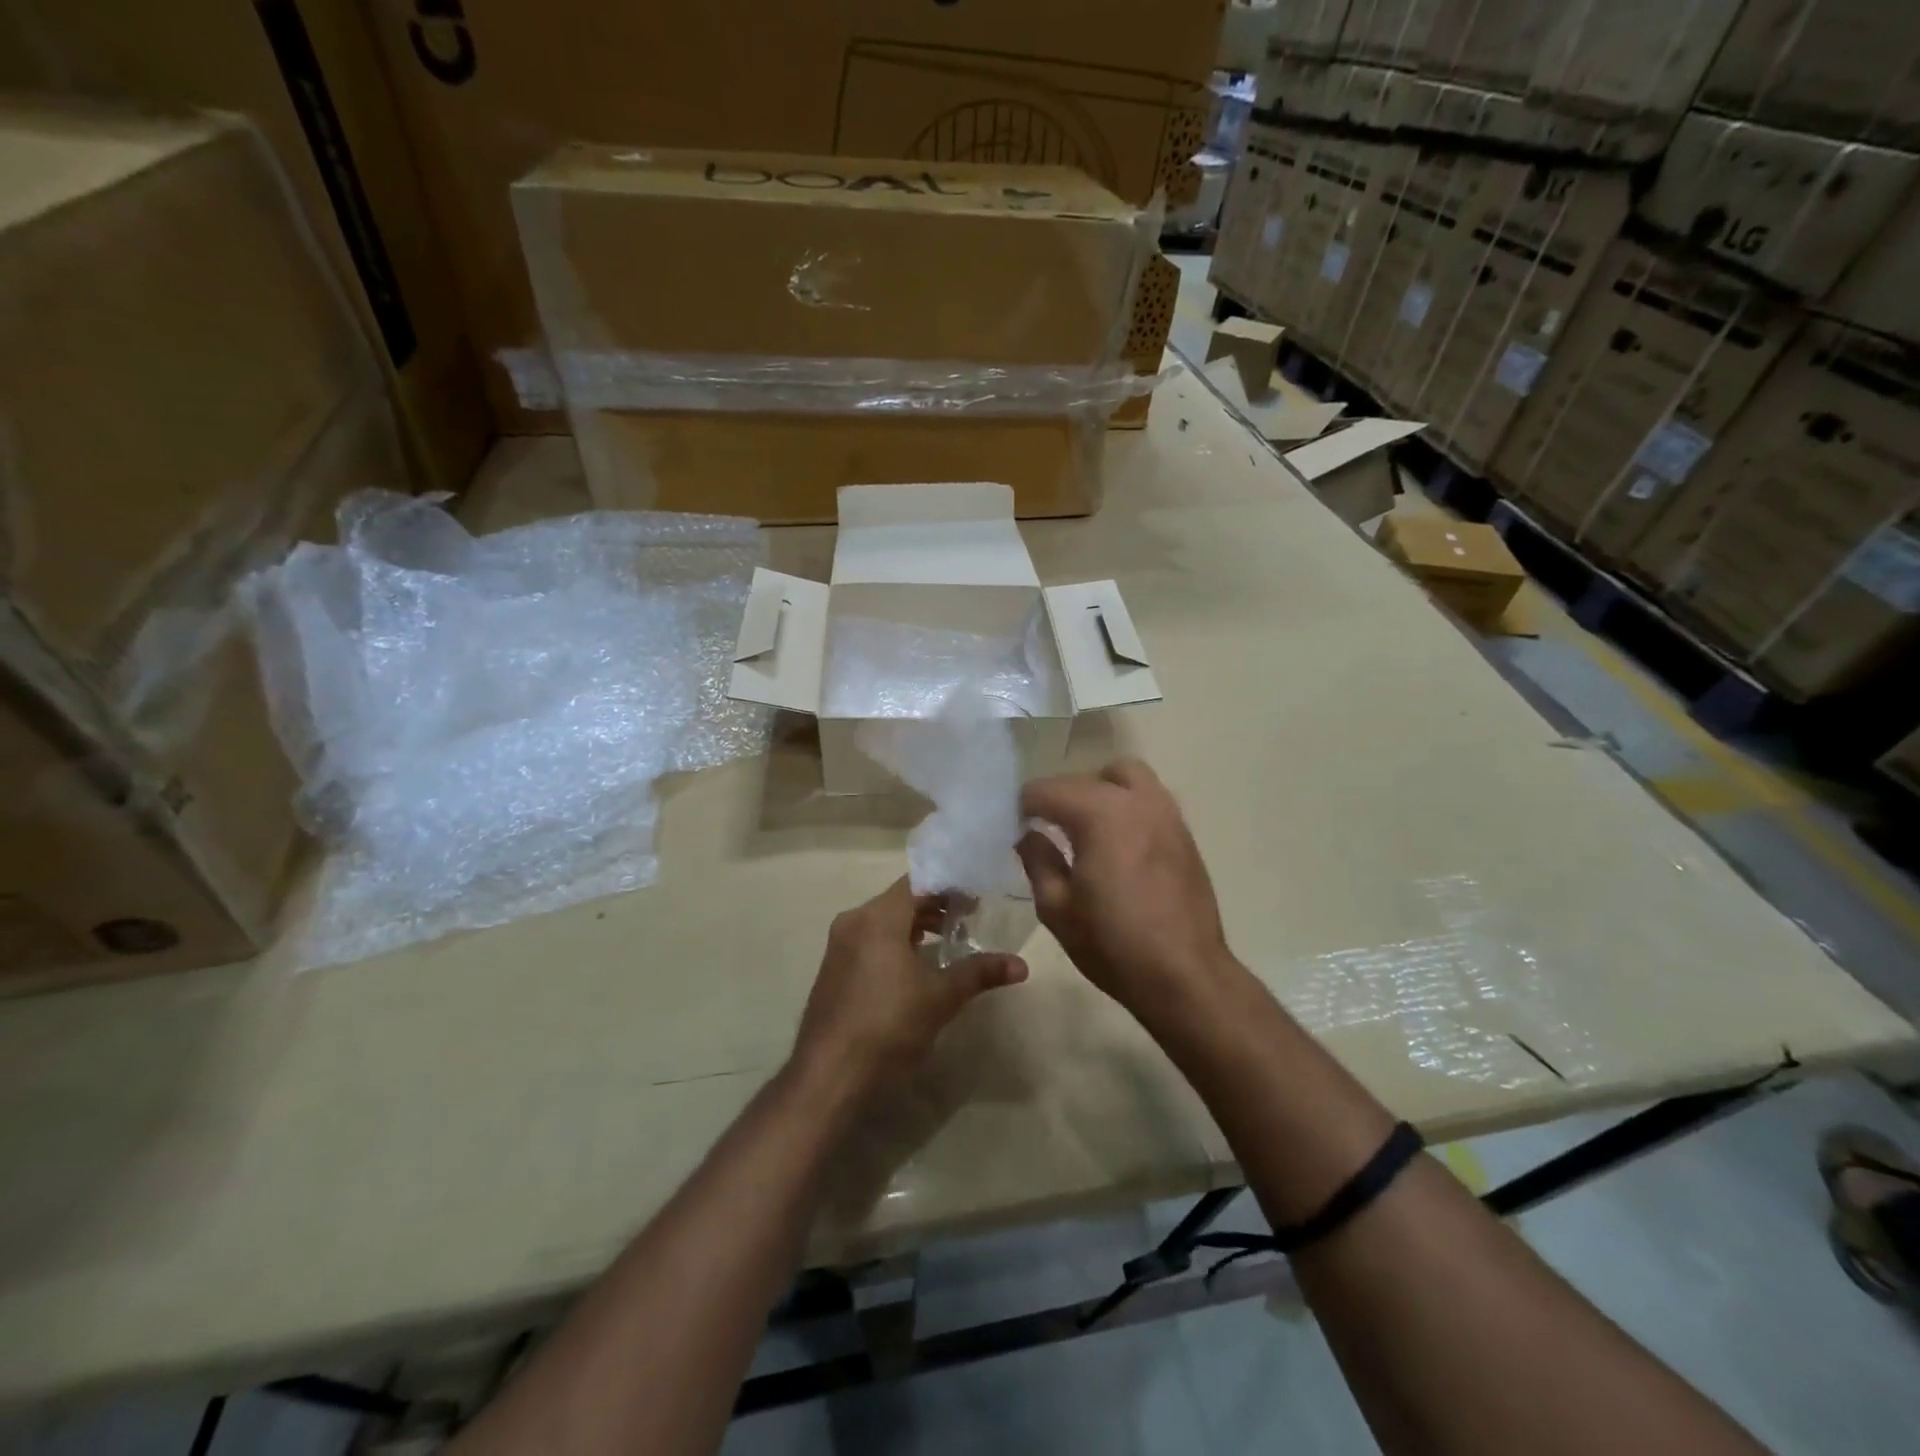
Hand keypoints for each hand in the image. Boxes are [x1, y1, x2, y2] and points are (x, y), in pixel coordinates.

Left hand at [793, 878, 1027, 1091]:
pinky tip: (915, 967)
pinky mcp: (833, 969)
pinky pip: (869, 940)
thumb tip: (1021, 965)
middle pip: (901, 900)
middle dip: (935, 907)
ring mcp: (839, 945)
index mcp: (878, 917)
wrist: (829, 1074)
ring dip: (915, 926)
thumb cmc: (889, 1025)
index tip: (977, 899)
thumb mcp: (941, 997)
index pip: (918, 882)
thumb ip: (980, 973)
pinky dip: (895, 942)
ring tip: (947, 942)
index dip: (950, 887)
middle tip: (970, 919)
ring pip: (884, 921)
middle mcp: (854, 921)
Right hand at [1017, 758, 1233, 1018]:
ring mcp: (1167, 813)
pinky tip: (1118, 846)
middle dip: (1062, 796)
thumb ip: (1037, 860)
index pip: (1046, 789)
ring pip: (1126, 778)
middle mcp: (1136, 800)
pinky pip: (1149, 800)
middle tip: (1049, 829)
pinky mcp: (1184, 833)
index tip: (1015, 831)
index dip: (1023, 808)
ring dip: (1100, 792)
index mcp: (1099, 813)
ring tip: (1087, 829)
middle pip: (1086, 776)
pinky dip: (1127, 807)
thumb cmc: (1113, 944)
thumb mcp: (1056, 908)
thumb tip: (1029, 834)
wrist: (1185, 975)